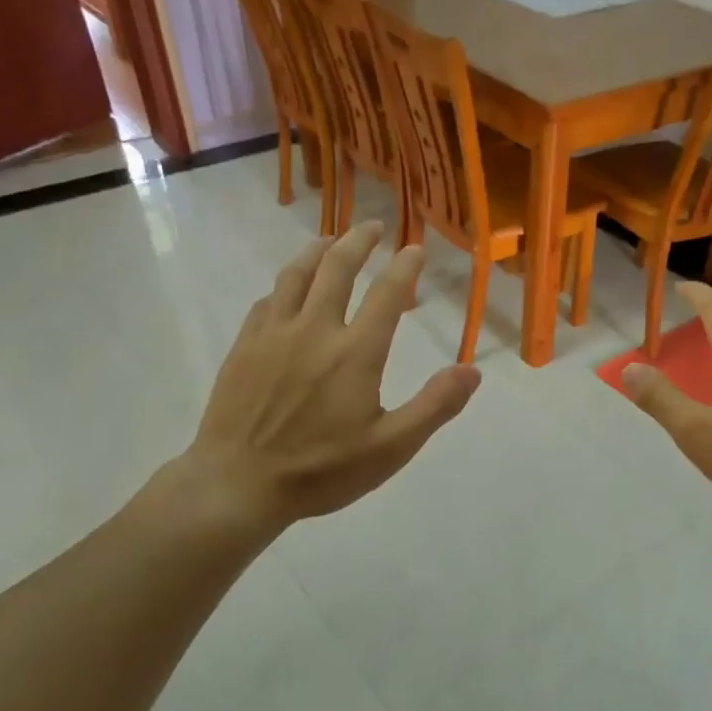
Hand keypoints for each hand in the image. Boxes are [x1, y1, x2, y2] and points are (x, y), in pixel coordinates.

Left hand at [184, 221, 479, 524]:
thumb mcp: (391, 449)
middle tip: (374, 226)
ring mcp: (274, 334)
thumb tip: (473, 371)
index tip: (415, 249)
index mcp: (355, 353)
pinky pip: (268, 299)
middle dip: (360, 241)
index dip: (405, 267)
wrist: (238, 483)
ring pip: (297, 274)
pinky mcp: (245, 345)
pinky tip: (290, 290)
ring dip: (319, 250)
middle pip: (337, 267)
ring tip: (333, 240)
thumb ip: (435, 406)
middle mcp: (314, 329)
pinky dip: (287, 284)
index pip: (387, 294)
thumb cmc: (321, 471)